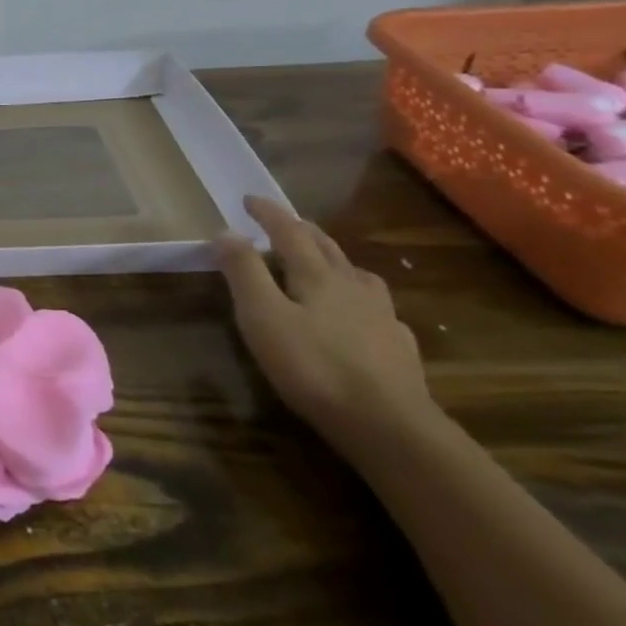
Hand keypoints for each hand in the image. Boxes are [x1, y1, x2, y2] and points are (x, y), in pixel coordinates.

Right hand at [214, 196, 431, 451]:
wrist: (389, 425)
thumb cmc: (313, 366)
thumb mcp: (262, 316)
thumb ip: (244, 272)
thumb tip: (227, 232)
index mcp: (317, 275)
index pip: (289, 231)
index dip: (268, 212)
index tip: (248, 199)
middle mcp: (352, 285)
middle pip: (326, 246)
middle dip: (301, 230)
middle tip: (282, 223)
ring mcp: (381, 316)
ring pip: (357, 274)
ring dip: (335, 260)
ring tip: (324, 264)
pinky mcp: (398, 347)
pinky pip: (378, 309)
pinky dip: (361, 299)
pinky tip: (361, 316)